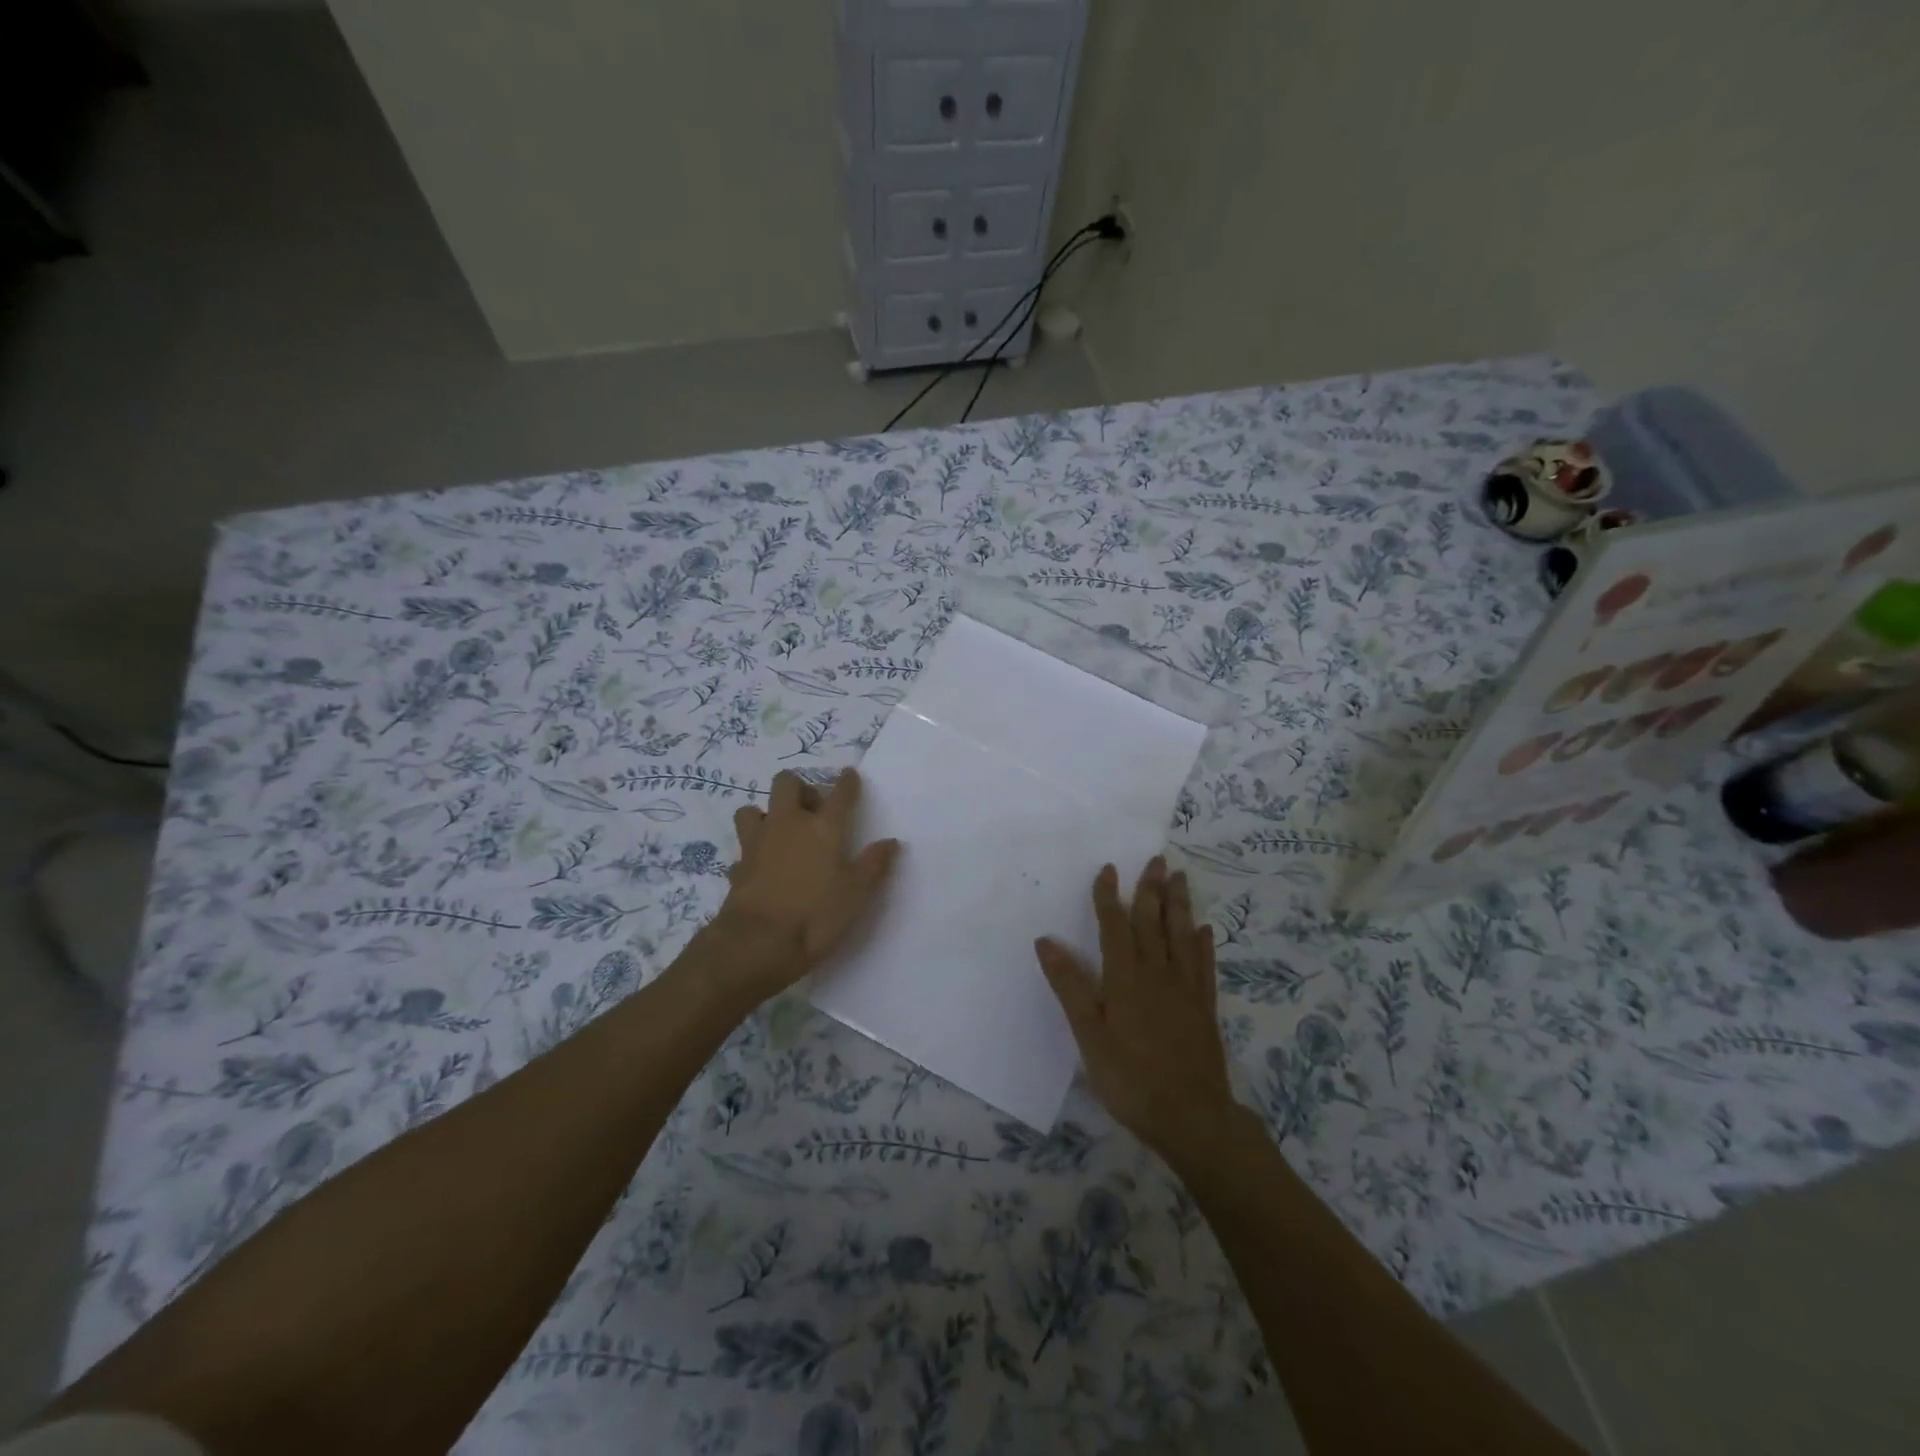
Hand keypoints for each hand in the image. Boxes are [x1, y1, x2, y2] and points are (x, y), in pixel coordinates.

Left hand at [699, 768, 899, 1003]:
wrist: (758, 943)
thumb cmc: (816, 915)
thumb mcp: (856, 893)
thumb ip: (874, 864)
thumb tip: (891, 842)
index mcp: (823, 827)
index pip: (840, 793)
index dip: (847, 782)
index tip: (850, 775)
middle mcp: (788, 824)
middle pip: (787, 783)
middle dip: (799, 787)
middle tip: (811, 808)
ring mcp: (758, 842)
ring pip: (752, 809)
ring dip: (766, 814)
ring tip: (779, 833)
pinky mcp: (738, 864)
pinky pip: (744, 847)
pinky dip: (753, 852)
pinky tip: (762, 867)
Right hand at [1036, 858, 1238, 1156]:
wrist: (1190, 1116)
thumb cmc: (1129, 1077)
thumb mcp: (1088, 1034)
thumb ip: (1069, 986)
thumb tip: (1045, 941)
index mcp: (1125, 977)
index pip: (1115, 926)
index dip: (1109, 896)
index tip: (1108, 868)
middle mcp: (1157, 973)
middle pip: (1153, 922)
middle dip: (1151, 889)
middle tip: (1156, 860)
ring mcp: (1185, 989)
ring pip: (1181, 936)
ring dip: (1179, 905)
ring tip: (1180, 878)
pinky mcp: (1204, 1007)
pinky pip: (1203, 965)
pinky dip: (1202, 943)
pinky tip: (1204, 929)